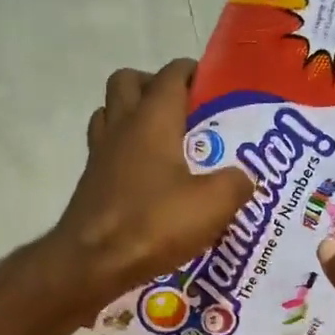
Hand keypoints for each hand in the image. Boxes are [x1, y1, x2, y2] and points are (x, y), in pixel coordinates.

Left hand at [49, 59, 254, 308]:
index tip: (211, 84)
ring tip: (163, 142)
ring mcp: (100, 155)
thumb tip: (243, 179)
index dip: (192, 72)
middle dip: (153, 85)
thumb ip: (236, 184)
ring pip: (110, 114)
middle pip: (127, 82)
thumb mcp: (213, 204)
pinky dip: (124, 153)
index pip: (171, 75)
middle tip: (182, 110)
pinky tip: (147, 179)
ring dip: (132, 117)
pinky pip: (105, 150)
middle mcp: (121, 127)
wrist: (92, 262)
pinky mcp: (91, 184)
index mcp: (153, 120)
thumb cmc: (153, 223)